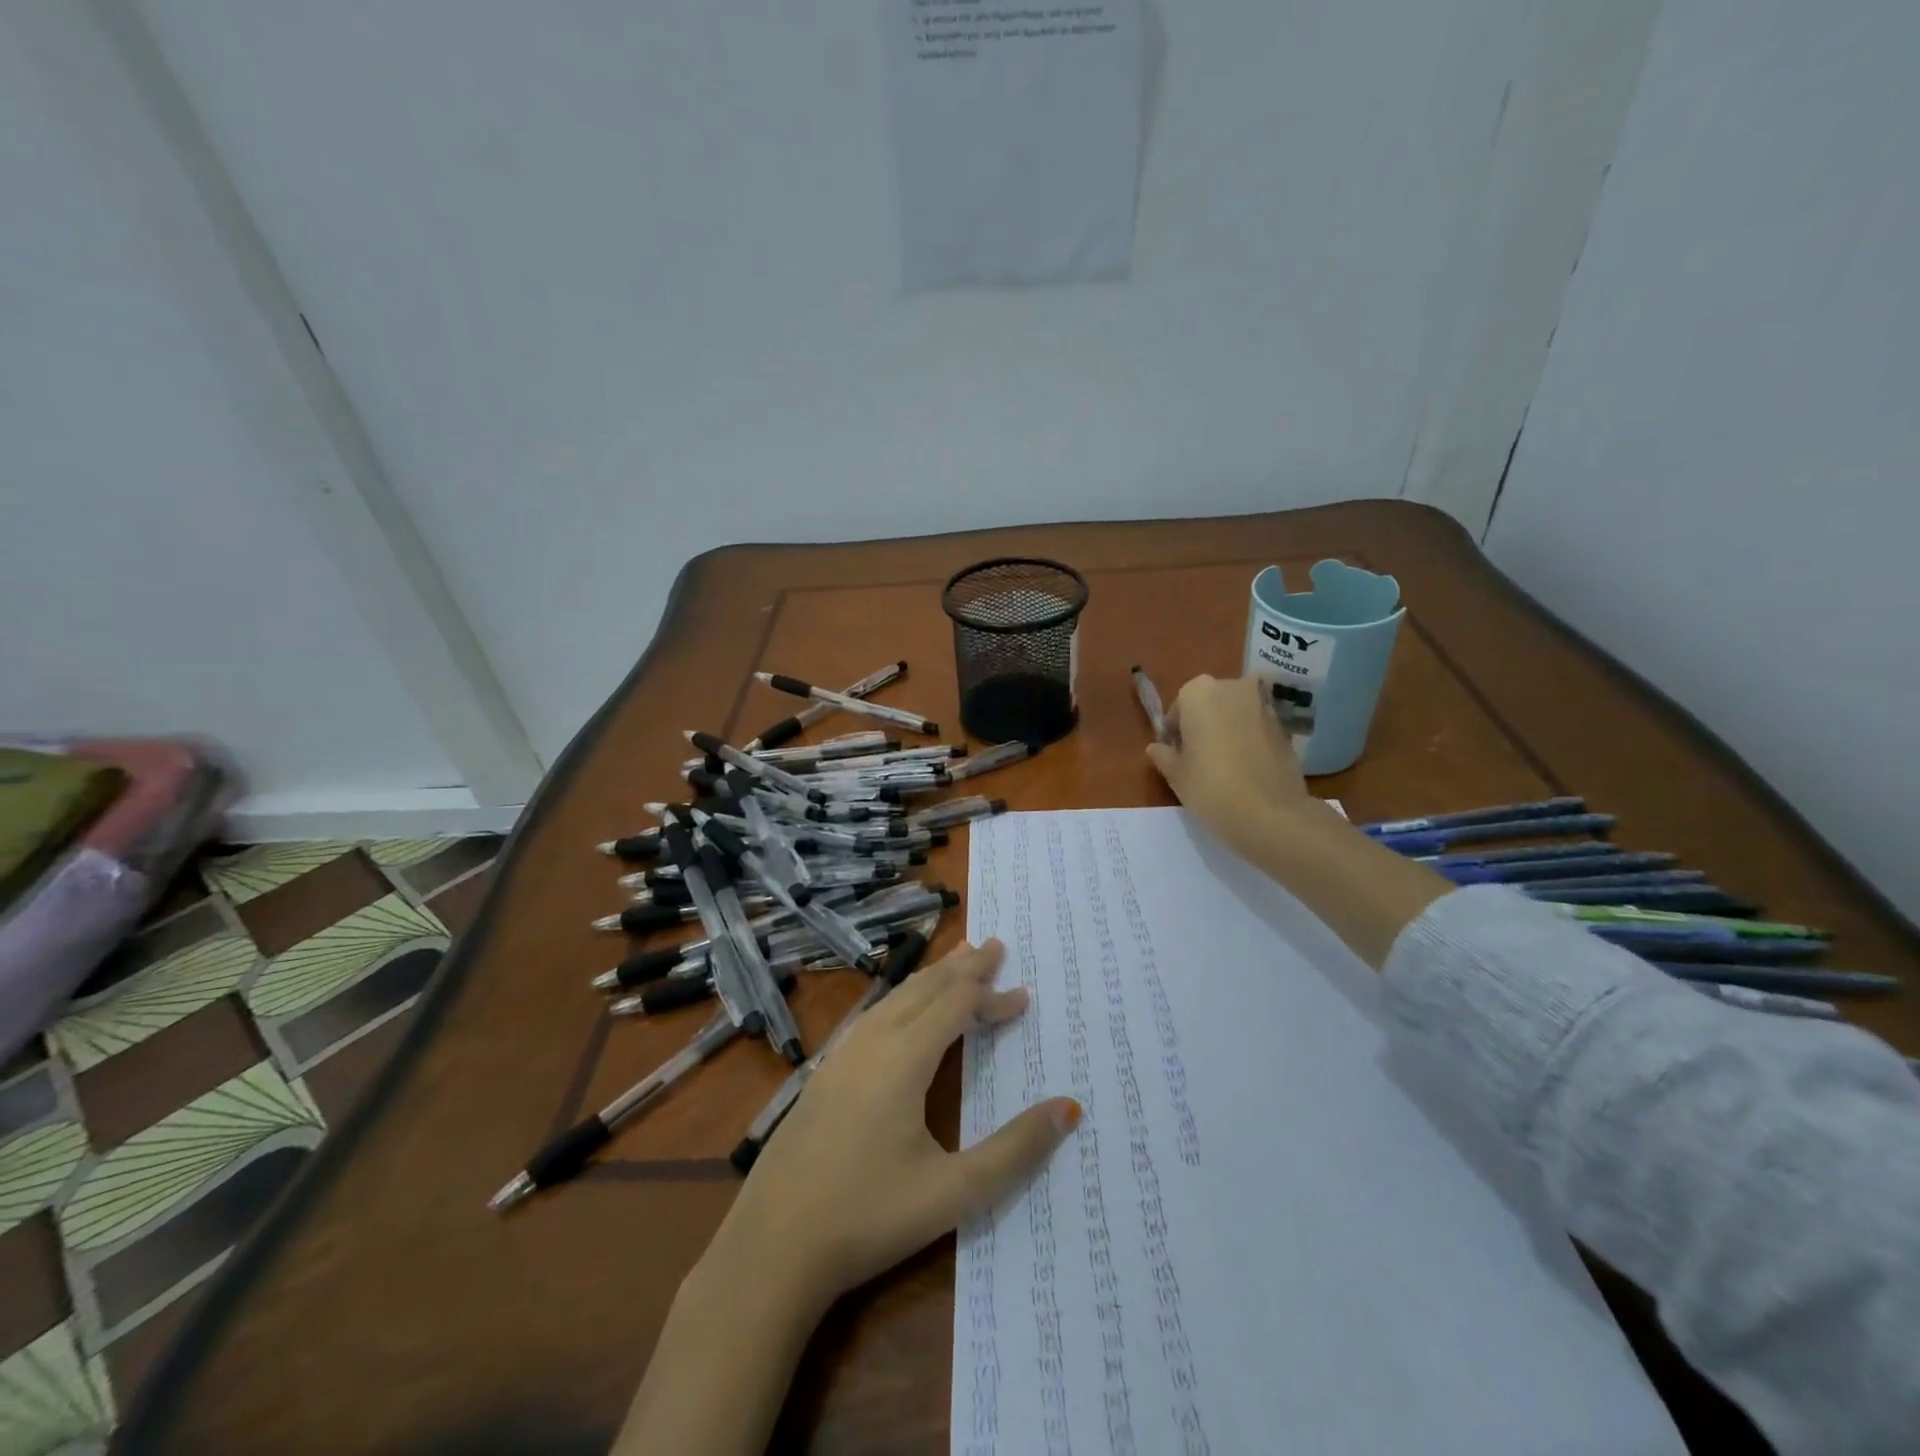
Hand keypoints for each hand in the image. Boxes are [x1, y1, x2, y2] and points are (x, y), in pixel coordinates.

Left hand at [706, 940, 1079, 1311]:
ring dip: (930, 979)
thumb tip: (1068, 1109)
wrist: (770, 1248)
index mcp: (903, 1058)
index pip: (957, 1007)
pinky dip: (902, 999)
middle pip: (924, 988)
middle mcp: (871, 1043)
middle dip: (962, 968)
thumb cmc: (868, 1218)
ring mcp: (840, 1056)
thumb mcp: (953, 1192)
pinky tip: (901, 1011)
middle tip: (993, 945)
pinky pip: (872, 1016)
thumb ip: (1015, 1150)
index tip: (1024, 995)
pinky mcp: (822, 1075)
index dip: (992, 997)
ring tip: (956, 963)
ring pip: (894, 998)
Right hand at [1147, 674, 1323, 859]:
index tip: (1176, 753)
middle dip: (1203, 723)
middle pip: (1211, 702)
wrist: (1270, 813)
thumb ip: (1164, 755)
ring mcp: (1264, 705)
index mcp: (1199, 693)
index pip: (1179, 705)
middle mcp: (1233, 688)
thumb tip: (1156, 748)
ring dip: (1228, 729)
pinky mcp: (1286, 726)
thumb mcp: (1176, 775)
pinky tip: (1246, 768)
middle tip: (1198, 756)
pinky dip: (1249, 739)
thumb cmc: (1211, 787)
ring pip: (1236, 713)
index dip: (1176, 730)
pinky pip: (1257, 727)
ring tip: (1223, 764)